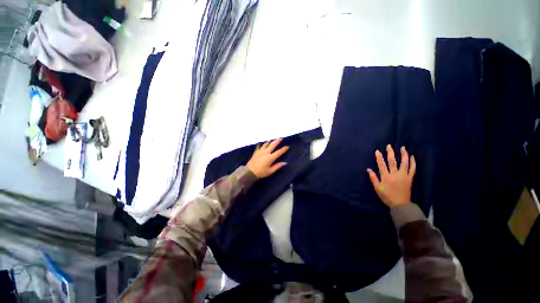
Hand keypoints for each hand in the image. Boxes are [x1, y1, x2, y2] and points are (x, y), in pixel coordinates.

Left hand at [247, 139, 288, 177]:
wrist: (250, 172)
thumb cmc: (261, 172)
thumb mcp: (270, 171)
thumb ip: (277, 166)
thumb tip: (285, 163)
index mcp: (270, 158)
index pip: (279, 152)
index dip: (284, 149)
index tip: (287, 146)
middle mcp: (266, 152)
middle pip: (273, 145)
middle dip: (277, 141)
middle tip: (281, 138)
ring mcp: (260, 151)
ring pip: (266, 144)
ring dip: (270, 141)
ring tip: (273, 139)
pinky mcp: (256, 152)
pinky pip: (260, 146)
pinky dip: (262, 144)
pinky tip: (262, 142)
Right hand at [366, 145, 415, 207]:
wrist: (401, 204)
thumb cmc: (387, 196)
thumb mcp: (377, 188)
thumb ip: (373, 178)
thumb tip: (368, 169)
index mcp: (386, 177)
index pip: (381, 165)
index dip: (379, 157)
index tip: (377, 151)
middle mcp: (395, 174)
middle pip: (392, 161)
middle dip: (390, 153)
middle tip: (389, 146)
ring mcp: (404, 176)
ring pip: (404, 163)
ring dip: (403, 155)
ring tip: (403, 148)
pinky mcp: (410, 178)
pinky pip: (412, 169)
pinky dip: (412, 163)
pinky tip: (412, 157)